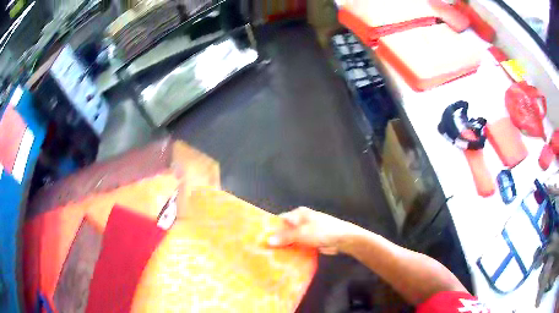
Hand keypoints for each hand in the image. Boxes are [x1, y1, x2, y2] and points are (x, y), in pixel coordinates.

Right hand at [267, 207, 355, 254]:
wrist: (344, 239)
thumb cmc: (323, 231)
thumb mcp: (302, 233)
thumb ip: (285, 237)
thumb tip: (267, 241)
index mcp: (298, 214)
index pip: (279, 220)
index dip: (270, 229)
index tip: (259, 239)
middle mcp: (300, 221)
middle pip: (284, 231)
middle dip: (276, 240)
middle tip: (262, 250)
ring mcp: (305, 232)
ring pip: (290, 240)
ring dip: (283, 247)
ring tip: (269, 257)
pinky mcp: (310, 242)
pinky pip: (297, 246)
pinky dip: (291, 251)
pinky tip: (283, 259)